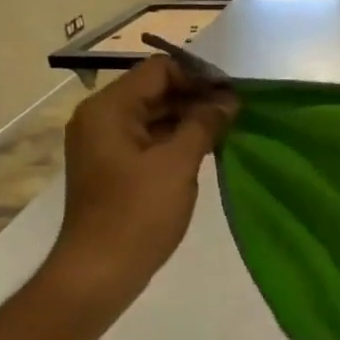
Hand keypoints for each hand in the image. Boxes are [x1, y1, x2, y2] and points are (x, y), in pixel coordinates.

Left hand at [40, 57, 235, 305]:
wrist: (101, 270)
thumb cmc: (138, 213)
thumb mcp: (177, 164)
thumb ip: (204, 124)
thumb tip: (227, 100)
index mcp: (109, 109)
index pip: (158, 70)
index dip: (198, 76)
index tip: (233, 93)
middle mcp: (101, 118)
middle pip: (155, 91)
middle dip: (196, 97)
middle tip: (237, 113)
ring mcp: (106, 144)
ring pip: (154, 116)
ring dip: (190, 119)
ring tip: (229, 130)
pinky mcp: (115, 168)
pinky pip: (149, 140)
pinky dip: (177, 140)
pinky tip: (208, 149)